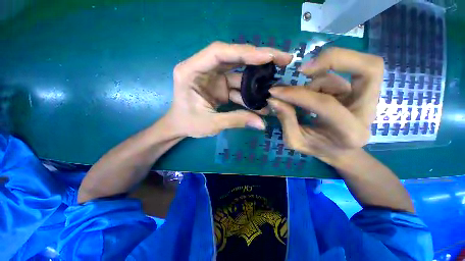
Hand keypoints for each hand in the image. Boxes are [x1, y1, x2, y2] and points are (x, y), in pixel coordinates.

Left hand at [167, 41, 291, 137]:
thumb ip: (236, 121)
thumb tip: (262, 123)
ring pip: (239, 72)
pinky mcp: (221, 86)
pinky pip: (238, 86)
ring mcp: (213, 77)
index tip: (268, 56)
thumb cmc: (188, 124)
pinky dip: (250, 93)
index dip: (244, 52)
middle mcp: (203, 69)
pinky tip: (262, 102)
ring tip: (277, 83)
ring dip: (257, 78)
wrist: (180, 127)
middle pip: (233, 56)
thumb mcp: (210, 124)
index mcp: (191, 71)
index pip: (218, 52)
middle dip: (258, 58)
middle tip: (283, 60)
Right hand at [267, 48, 383, 165]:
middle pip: (370, 67)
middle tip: (303, 69)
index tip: (275, 92)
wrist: (340, 151)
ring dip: (318, 77)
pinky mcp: (362, 90)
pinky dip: (321, 79)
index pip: (325, 104)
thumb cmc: (317, 148)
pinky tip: (311, 93)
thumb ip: (286, 120)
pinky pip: (341, 74)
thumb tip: (273, 99)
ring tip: (303, 93)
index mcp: (351, 132)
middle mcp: (367, 111)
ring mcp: (368, 98)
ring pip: (349, 69)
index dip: (298, 95)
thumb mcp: (295, 140)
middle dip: (335, 59)